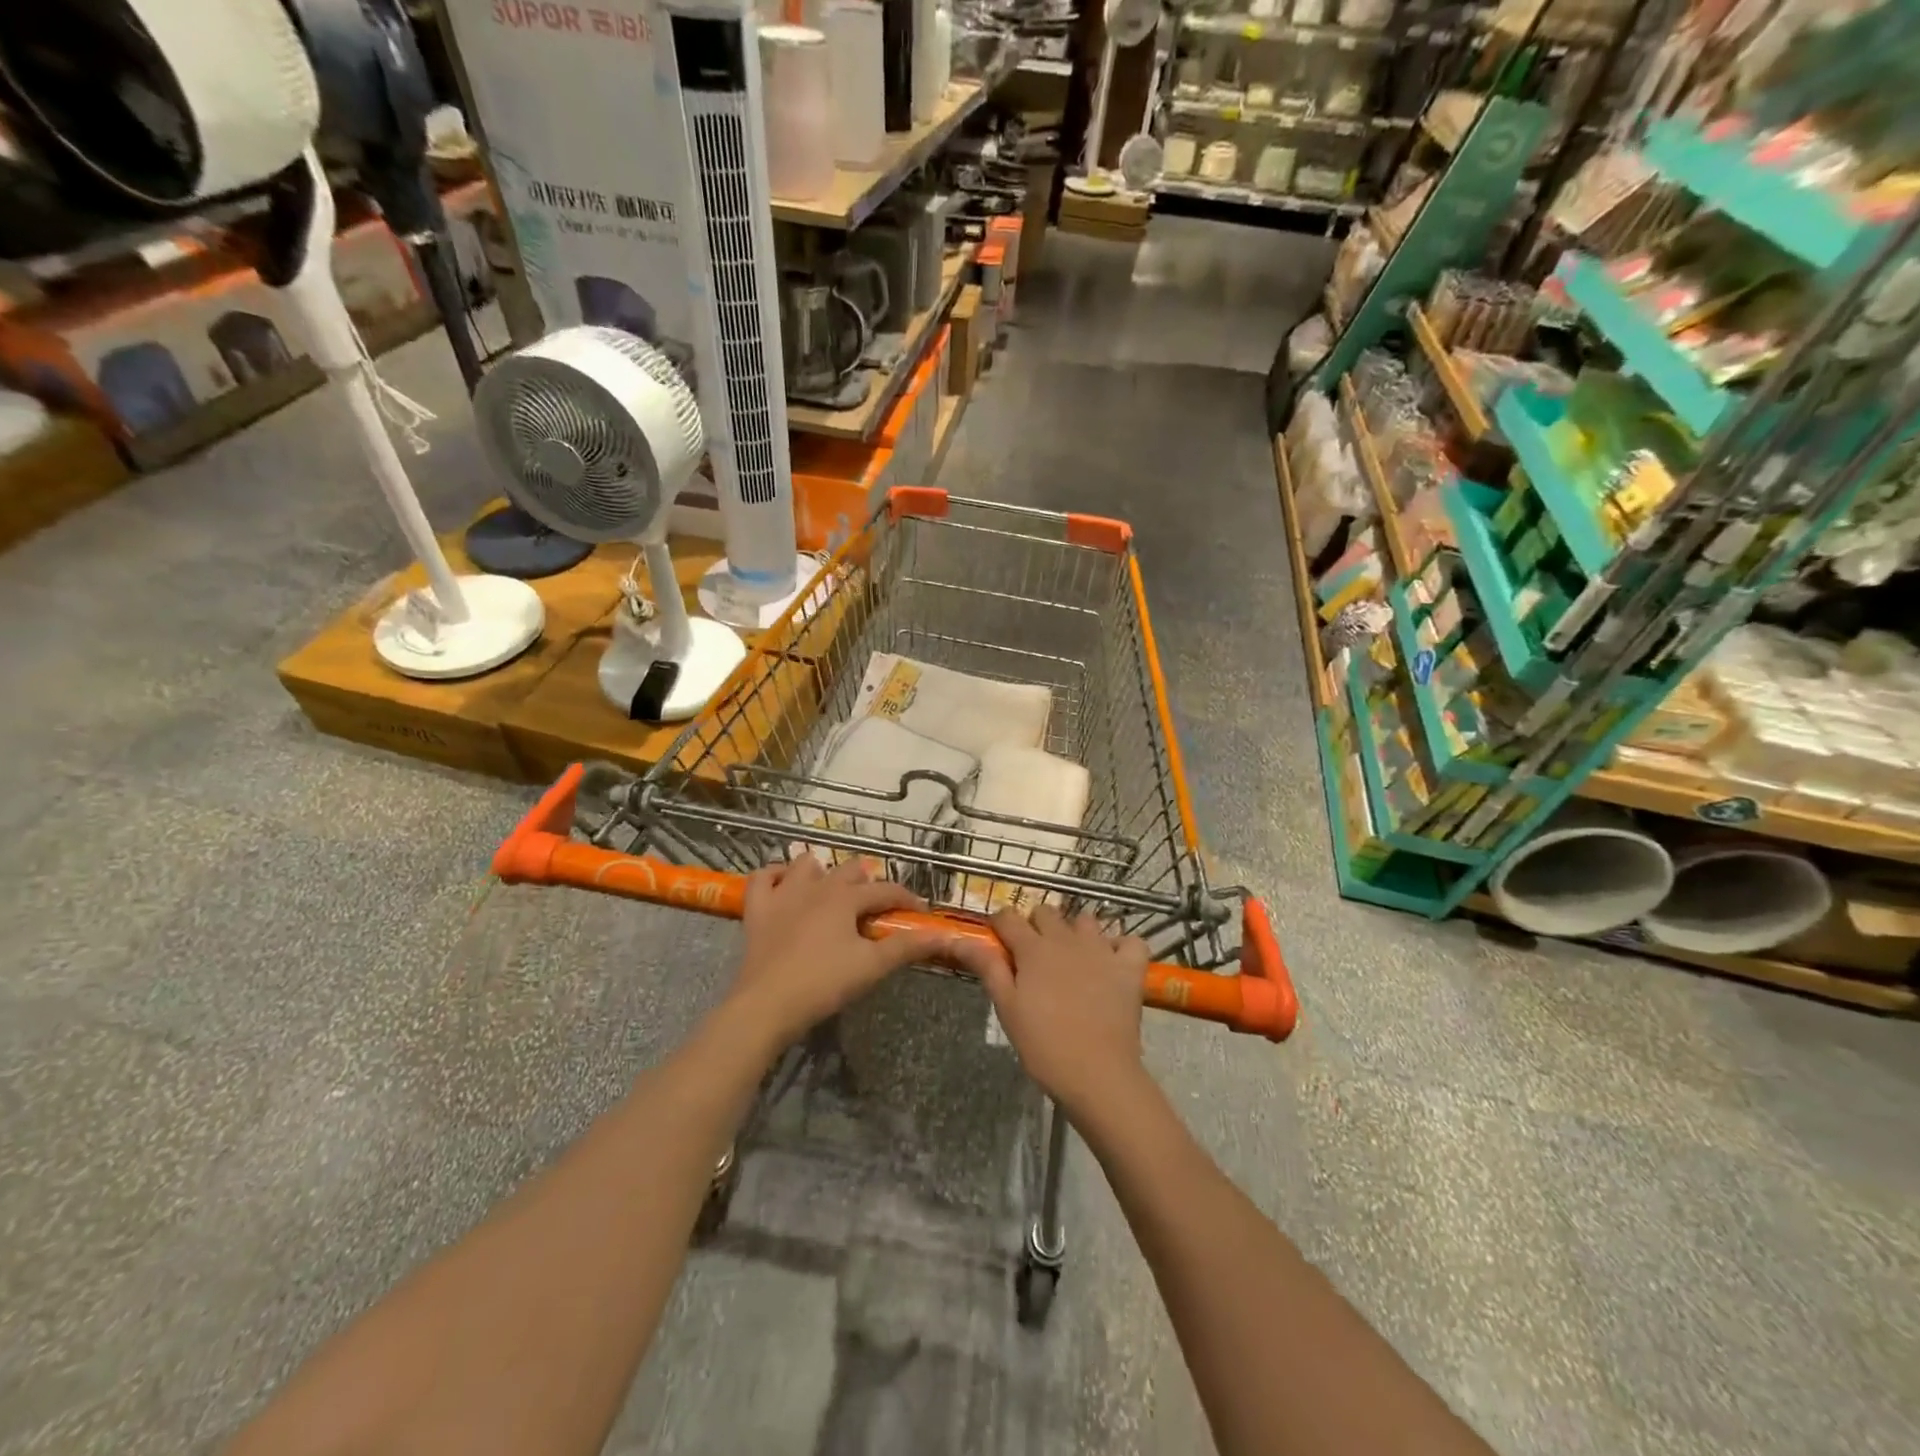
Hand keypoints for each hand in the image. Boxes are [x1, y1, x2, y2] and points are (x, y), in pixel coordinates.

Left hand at [726, 856, 956, 1046]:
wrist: (766, 1005)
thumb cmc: (823, 983)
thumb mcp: (872, 966)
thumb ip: (908, 947)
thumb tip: (944, 934)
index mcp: (845, 898)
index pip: (885, 890)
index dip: (907, 900)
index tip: (920, 914)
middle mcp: (816, 886)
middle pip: (849, 869)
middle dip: (868, 882)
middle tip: (876, 908)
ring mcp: (782, 894)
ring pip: (806, 864)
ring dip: (822, 872)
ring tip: (831, 894)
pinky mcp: (757, 910)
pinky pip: (762, 878)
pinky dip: (774, 876)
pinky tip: (784, 886)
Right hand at [954, 905, 1149, 1115]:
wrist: (1098, 1074)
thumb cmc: (1044, 1045)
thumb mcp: (1007, 1008)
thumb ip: (987, 967)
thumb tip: (960, 938)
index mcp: (1033, 949)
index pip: (1008, 917)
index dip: (1000, 925)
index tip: (998, 942)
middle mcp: (1067, 939)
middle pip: (1046, 912)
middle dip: (1036, 926)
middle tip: (1033, 957)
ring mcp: (1102, 950)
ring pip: (1085, 920)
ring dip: (1076, 932)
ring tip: (1072, 958)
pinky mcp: (1129, 967)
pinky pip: (1131, 941)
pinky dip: (1122, 946)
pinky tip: (1112, 962)